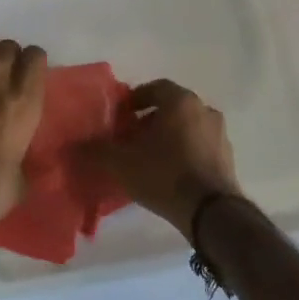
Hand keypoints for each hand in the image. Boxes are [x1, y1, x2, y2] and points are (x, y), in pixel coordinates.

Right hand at [88, 79, 241, 242]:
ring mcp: (220, 135)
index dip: (136, 99)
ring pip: (187, 127)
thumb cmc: (165, 174)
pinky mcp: (227, 159)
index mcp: (181, 101)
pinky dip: (184, 152)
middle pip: (172, 108)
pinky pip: (200, 147)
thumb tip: (71, 147)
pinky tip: (169, 173)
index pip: (156, 87)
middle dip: (150, 119)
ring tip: (148, 157)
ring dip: (168, 137)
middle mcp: (204, 110)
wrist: (211, 212)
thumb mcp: (122, 163)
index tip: (121, 116)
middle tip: (130, 137)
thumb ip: (96, 151)